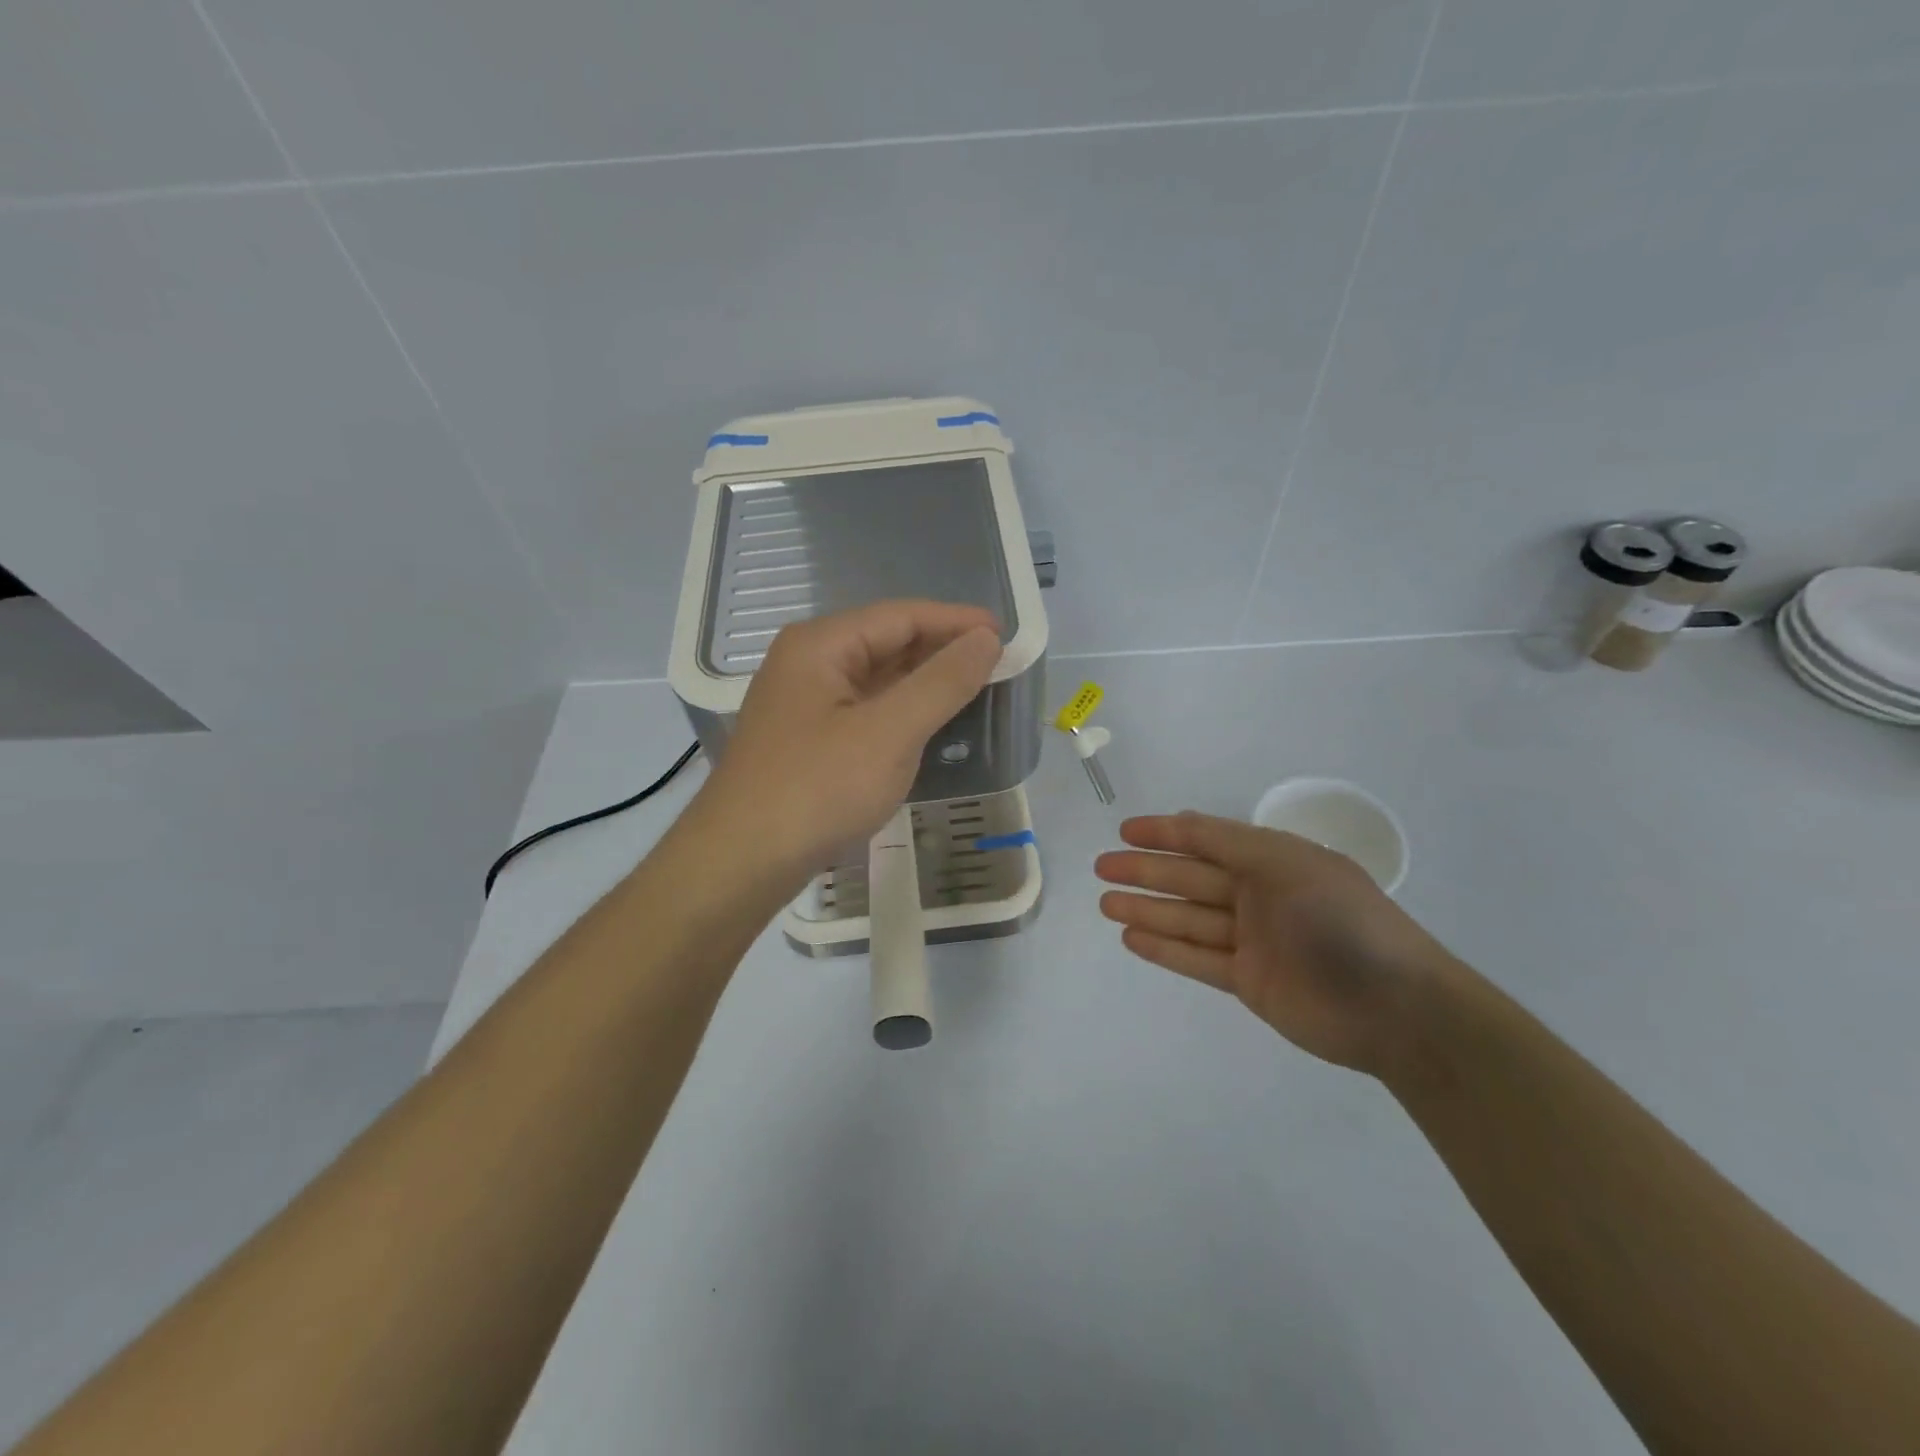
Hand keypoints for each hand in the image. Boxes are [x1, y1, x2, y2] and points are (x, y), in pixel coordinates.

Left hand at [697, 600, 1000, 878]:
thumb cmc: (818, 789)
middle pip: (886, 642)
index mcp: (821, 645)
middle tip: (996, 664)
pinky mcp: (807, 739)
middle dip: (941, 650)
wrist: (742, 862)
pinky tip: (928, 724)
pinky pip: (864, 709)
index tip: (1004, 633)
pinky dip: (900, 711)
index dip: (955, 621)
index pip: (901, 616)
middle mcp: (807, 662)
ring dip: (923, 682)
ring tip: (973, 689)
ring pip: (875, 678)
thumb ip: (942, 682)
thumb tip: (985, 639)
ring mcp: (803, 702)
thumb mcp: (890, 732)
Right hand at [1095, 812, 1457, 1078]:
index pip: (1208, 839)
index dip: (1166, 833)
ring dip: (1146, 909)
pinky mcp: (1249, 980)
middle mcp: (1260, 896)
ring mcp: (1253, 940)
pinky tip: (1131, 937)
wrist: (1395, 1007)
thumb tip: (1181, 822)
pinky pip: (1197, 959)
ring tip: (1104, 903)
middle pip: (1190, 879)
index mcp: (1273, 861)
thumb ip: (1229, 843)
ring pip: (1188, 918)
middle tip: (1101, 868)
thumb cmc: (1340, 920)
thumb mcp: (1286, 864)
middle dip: (1146, 871)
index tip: (1125, 831)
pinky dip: (1165, 948)